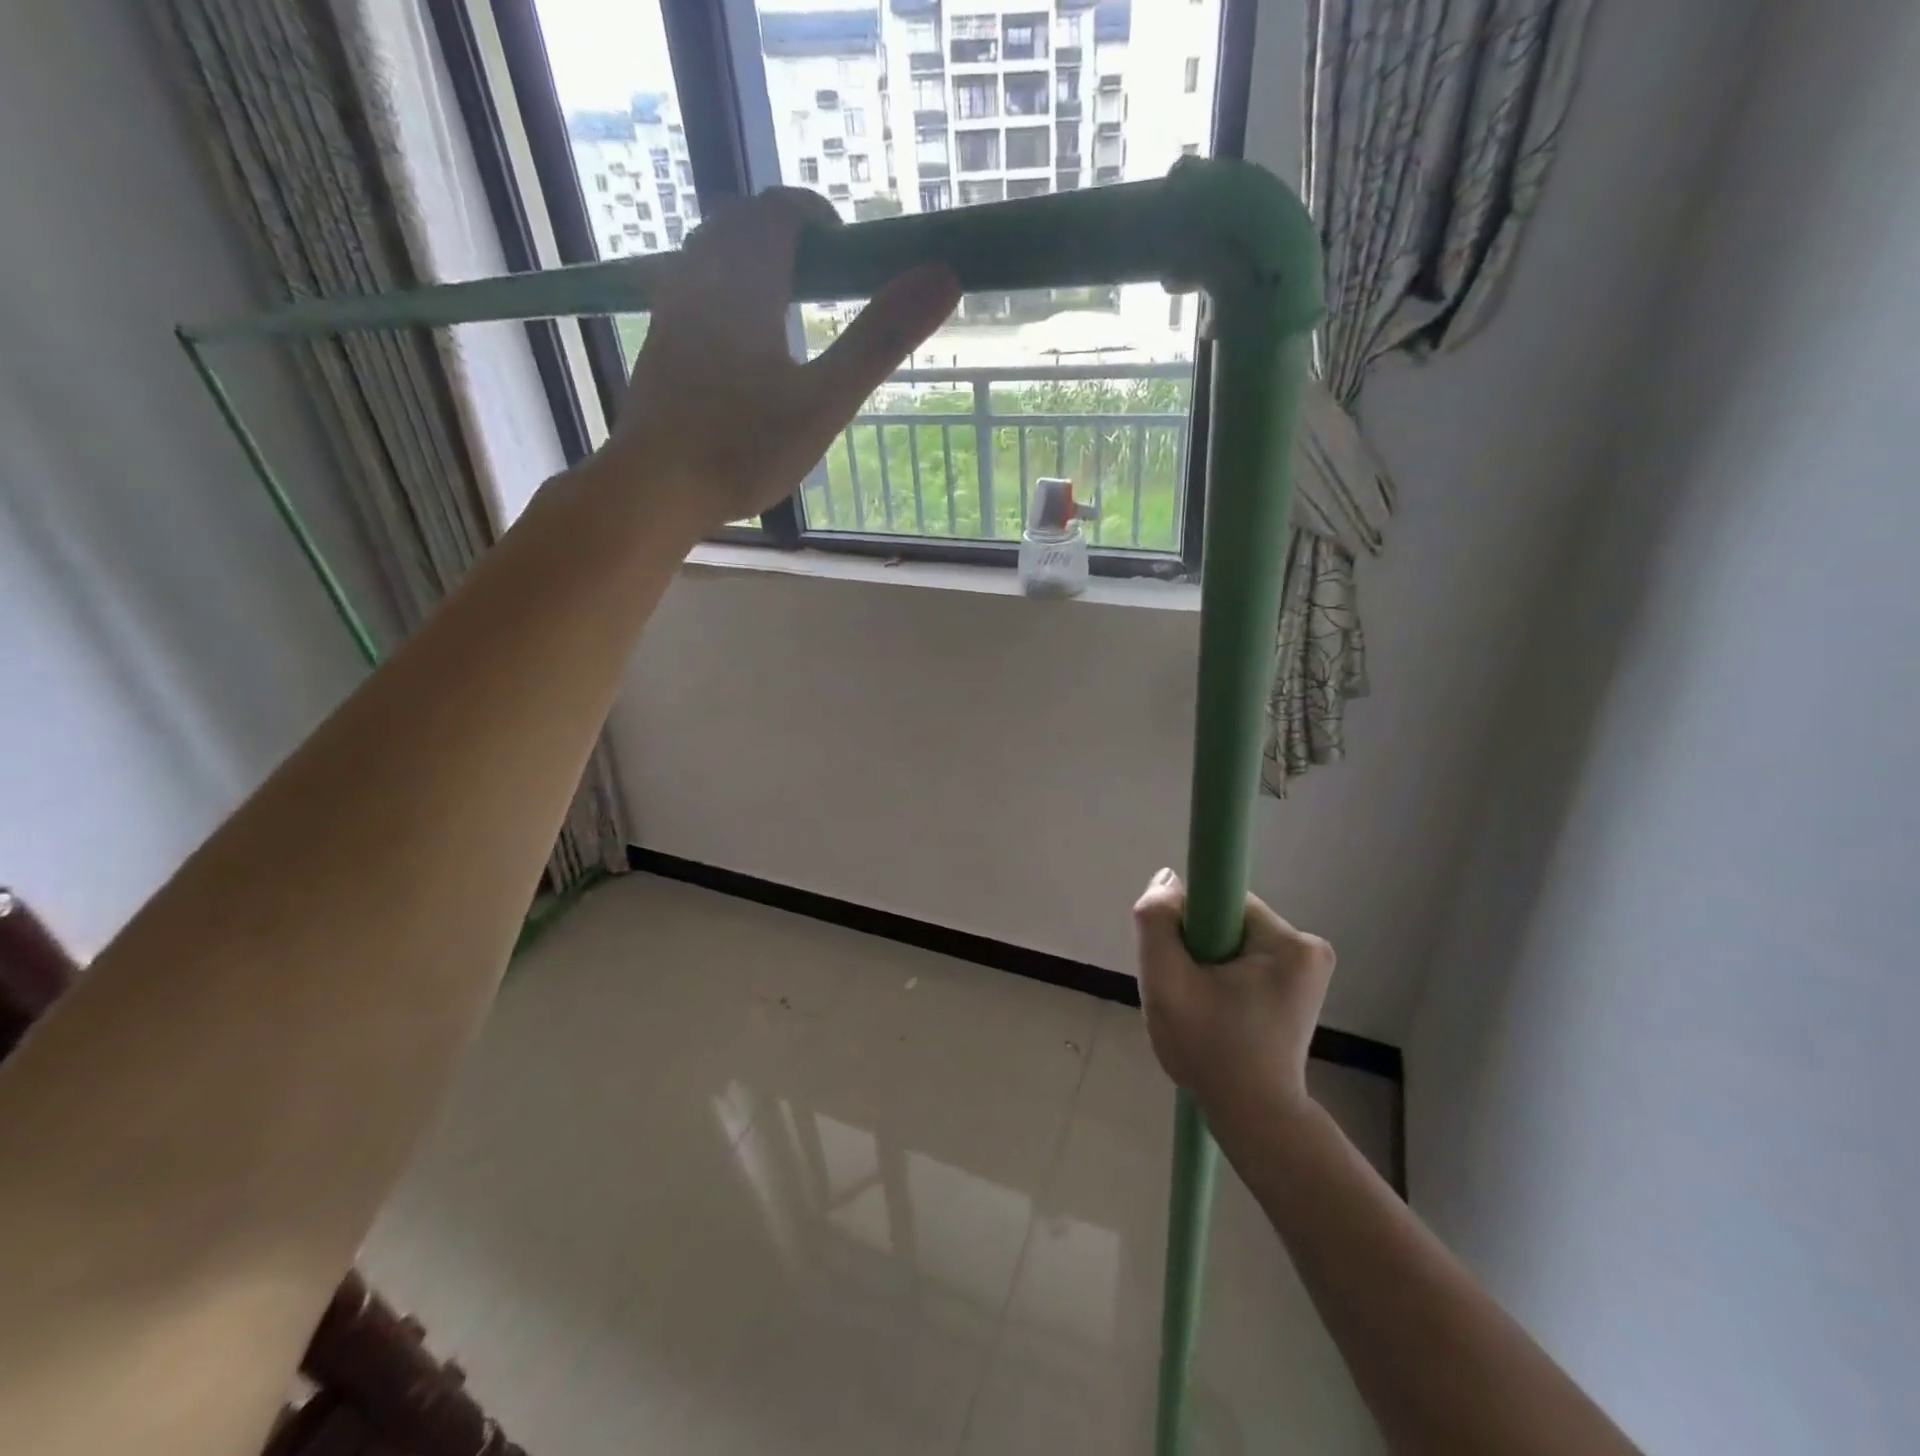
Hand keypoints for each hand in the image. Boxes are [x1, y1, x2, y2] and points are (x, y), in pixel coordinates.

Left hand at [592, 187, 958, 538]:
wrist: (654, 489)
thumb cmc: (744, 447)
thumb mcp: (826, 400)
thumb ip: (880, 339)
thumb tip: (943, 275)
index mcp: (745, 280)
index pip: (779, 210)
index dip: (817, 217)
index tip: (847, 252)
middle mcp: (700, 279)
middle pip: (739, 224)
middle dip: (784, 235)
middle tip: (822, 278)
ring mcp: (671, 312)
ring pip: (708, 256)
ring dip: (749, 261)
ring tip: (785, 307)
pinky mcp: (657, 346)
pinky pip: (691, 292)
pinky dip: (723, 294)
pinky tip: (741, 344)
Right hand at [1133, 869, 1335, 1120]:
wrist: (1253, 1118)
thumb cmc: (1209, 1052)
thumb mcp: (1166, 985)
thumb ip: (1157, 923)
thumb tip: (1167, 879)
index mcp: (1287, 944)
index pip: (1220, 900)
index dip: (1189, 924)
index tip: (1182, 962)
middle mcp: (1308, 947)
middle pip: (1226, 920)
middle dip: (1198, 948)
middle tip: (1186, 991)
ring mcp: (1309, 968)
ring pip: (1233, 940)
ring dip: (1208, 964)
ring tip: (1201, 1007)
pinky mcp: (1302, 985)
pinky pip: (1246, 958)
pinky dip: (1225, 977)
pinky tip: (1218, 1011)